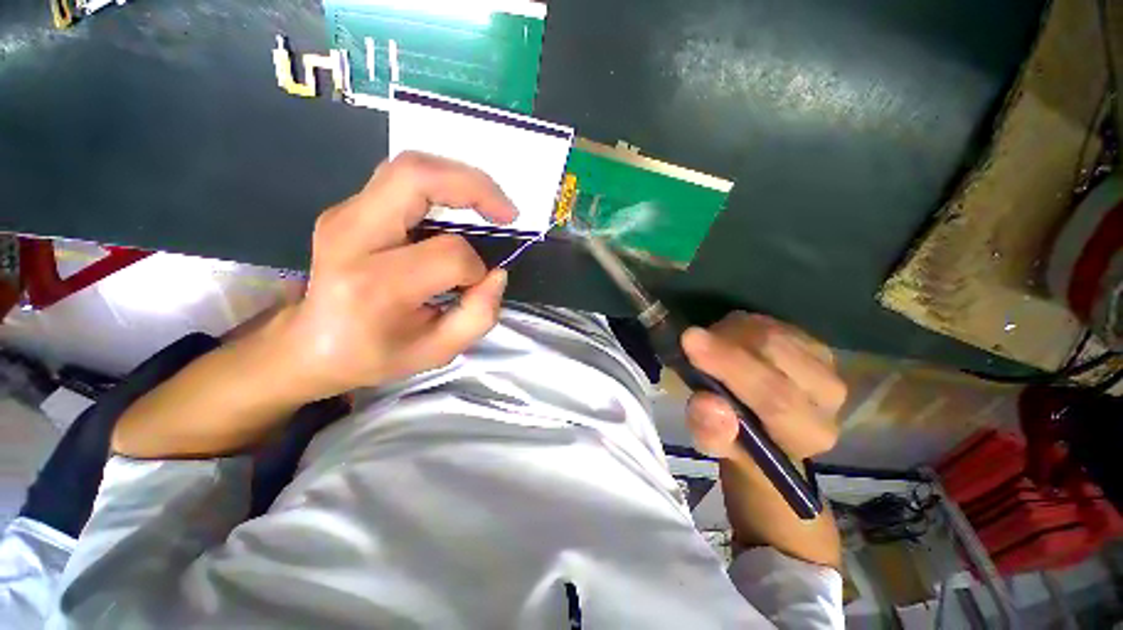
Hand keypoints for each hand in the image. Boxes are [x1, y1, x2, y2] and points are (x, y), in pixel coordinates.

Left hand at [274, 152, 516, 400]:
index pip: (447, 255)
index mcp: (374, 285)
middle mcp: (351, 237)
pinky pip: (402, 181)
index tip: (478, 284)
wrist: (308, 345)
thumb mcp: (437, 352)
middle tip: (507, 213)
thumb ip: (479, 316)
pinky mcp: (347, 208)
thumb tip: (498, 273)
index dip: (476, 267)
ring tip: (489, 205)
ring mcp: (344, 215)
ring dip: (460, 180)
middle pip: (416, 178)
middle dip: (475, 186)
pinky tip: (458, 207)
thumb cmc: (374, 354)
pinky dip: (441, 186)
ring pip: (409, 168)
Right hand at [680, 312, 845, 461]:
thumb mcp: (715, 446)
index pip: (775, 398)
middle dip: (726, 343)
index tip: (690, 341)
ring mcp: (824, 362)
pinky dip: (739, 327)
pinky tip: (727, 340)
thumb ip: (711, 431)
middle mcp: (828, 396)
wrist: (766, 426)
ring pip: (771, 332)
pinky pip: (769, 322)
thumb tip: (709, 403)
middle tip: (689, 338)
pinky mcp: (811, 340)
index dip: (731, 367)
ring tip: (707, 347)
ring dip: (730, 334)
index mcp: (807, 433)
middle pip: (775, 354)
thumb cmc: (738, 440)